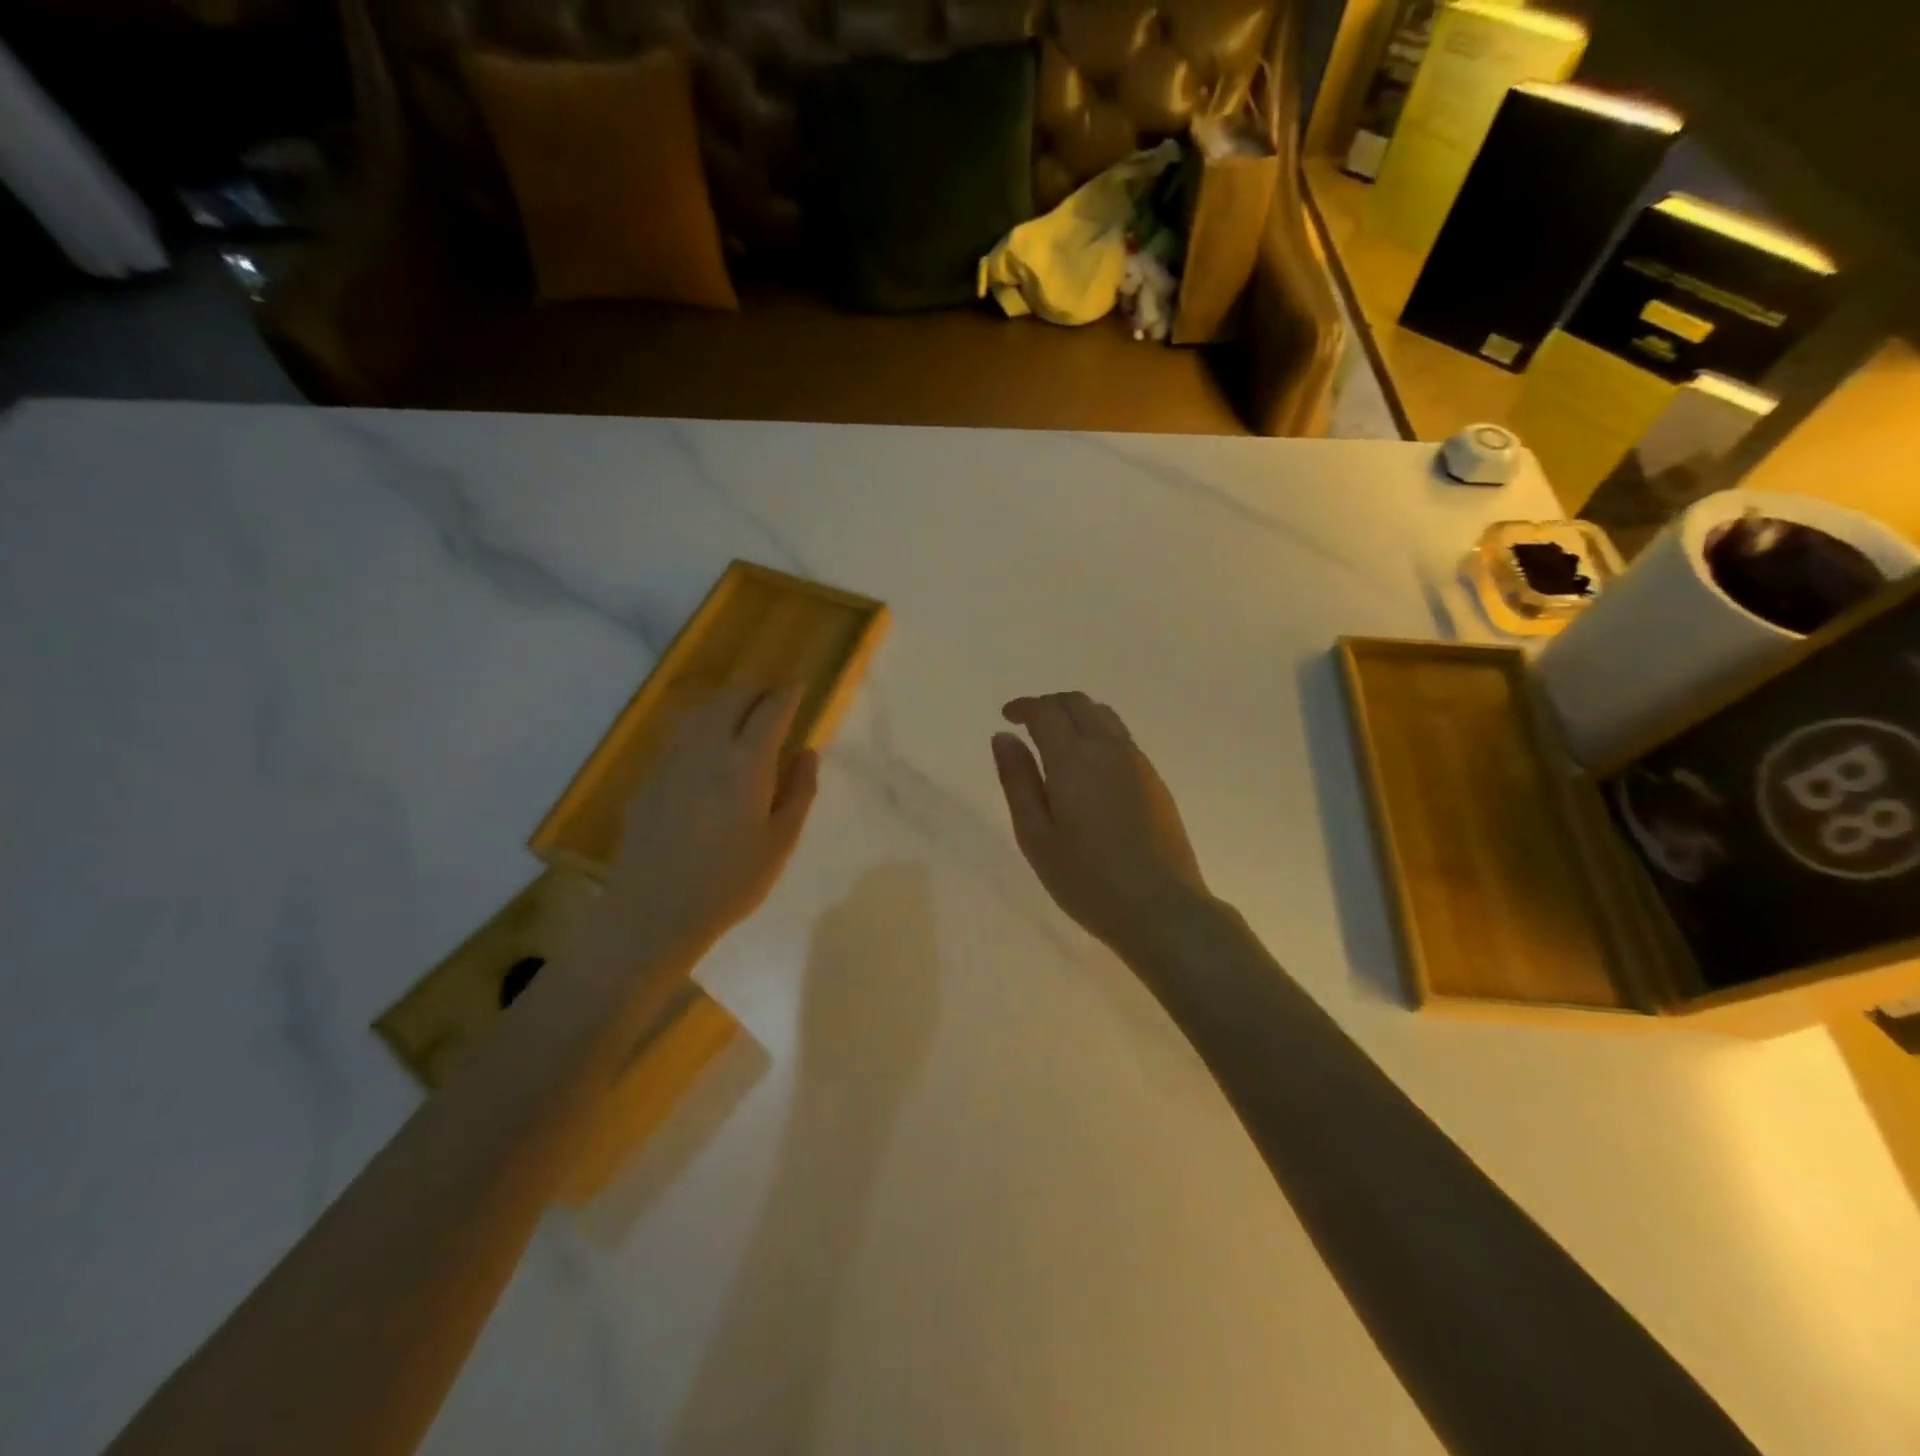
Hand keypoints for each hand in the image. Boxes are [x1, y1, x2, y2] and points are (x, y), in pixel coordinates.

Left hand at [602, 684, 819, 963]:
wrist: (654, 911)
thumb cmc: (730, 882)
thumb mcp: (780, 842)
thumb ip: (799, 791)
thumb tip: (808, 752)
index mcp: (746, 763)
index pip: (770, 711)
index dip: (787, 694)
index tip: (799, 686)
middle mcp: (707, 749)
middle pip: (731, 699)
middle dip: (755, 689)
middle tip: (772, 695)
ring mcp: (672, 759)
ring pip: (700, 710)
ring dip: (725, 700)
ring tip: (740, 708)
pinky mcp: (649, 776)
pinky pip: (679, 733)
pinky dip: (700, 723)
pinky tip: (705, 741)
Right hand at [992, 692, 1211, 963]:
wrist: (1162, 908)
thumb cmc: (1087, 879)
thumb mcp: (1036, 836)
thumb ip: (1017, 782)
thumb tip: (1004, 738)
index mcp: (1074, 759)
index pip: (1046, 711)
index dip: (1024, 707)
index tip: (1007, 716)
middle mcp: (1109, 749)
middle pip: (1079, 703)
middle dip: (1050, 705)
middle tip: (1029, 723)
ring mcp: (1138, 763)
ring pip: (1105, 717)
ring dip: (1076, 715)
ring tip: (1057, 740)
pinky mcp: (1156, 781)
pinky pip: (1122, 738)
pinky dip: (1098, 733)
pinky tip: (1089, 766)